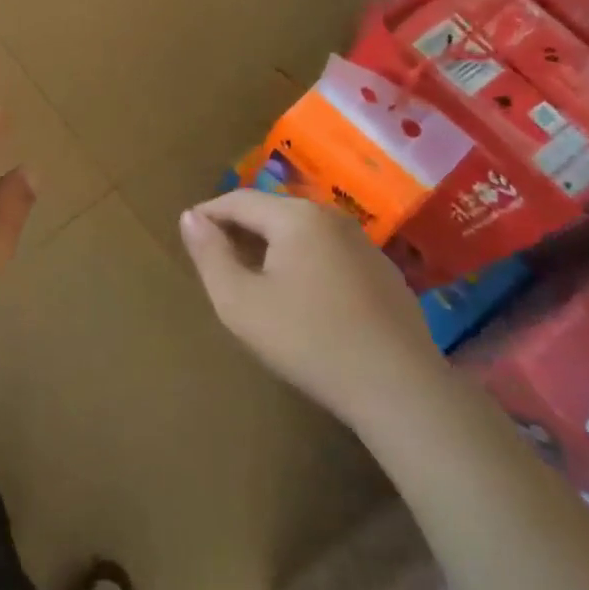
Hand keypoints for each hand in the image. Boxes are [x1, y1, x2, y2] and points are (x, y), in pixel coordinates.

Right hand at [179, 191, 442, 425]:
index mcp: (296, 216)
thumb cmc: (308, 340)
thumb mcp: (240, 302)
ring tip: (254, 278)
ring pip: (303, 233)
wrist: (399, 389)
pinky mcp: (385, 274)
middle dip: (240, 230)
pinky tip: (303, 299)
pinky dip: (305, 264)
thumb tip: (190, 217)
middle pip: (272, 212)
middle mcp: (332, 217)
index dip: (208, 214)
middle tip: (217, 259)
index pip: (238, 200)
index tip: (188, 234)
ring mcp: (364, 245)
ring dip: (273, 247)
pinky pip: (330, 254)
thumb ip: (209, 255)